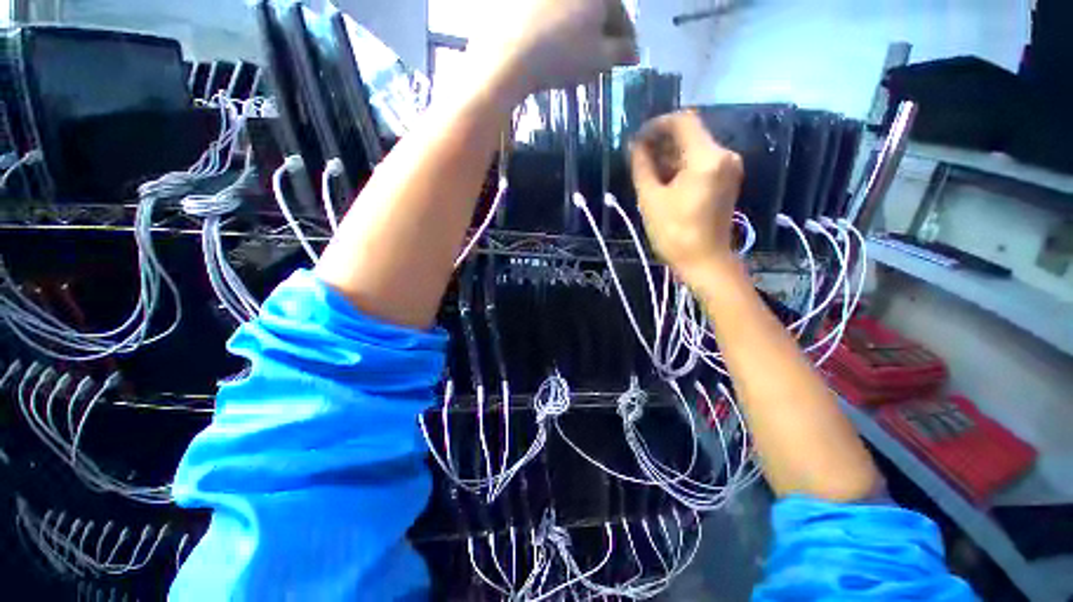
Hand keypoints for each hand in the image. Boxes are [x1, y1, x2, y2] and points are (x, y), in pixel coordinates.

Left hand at [468, 0, 638, 103]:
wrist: (507, 56)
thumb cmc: (559, 55)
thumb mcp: (598, 59)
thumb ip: (619, 52)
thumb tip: (631, 52)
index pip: (619, 13)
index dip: (626, 39)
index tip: (628, 58)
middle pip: (594, 9)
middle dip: (602, 32)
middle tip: (602, 57)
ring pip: (570, 11)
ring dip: (578, 30)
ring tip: (576, 54)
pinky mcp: (519, 3)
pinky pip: (546, 14)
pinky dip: (554, 28)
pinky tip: (551, 45)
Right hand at [631, 111, 744, 275]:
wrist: (704, 261)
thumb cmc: (674, 232)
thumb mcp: (651, 198)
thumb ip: (642, 166)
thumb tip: (634, 145)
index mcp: (706, 157)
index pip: (682, 122)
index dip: (657, 125)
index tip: (637, 138)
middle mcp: (724, 155)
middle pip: (690, 134)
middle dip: (662, 142)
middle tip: (638, 156)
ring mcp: (728, 167)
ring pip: (695, 149)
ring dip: (670, 154)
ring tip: (646, 169)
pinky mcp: (726, 180)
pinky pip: (701, 162)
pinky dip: (682, 165)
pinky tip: (663, 178)